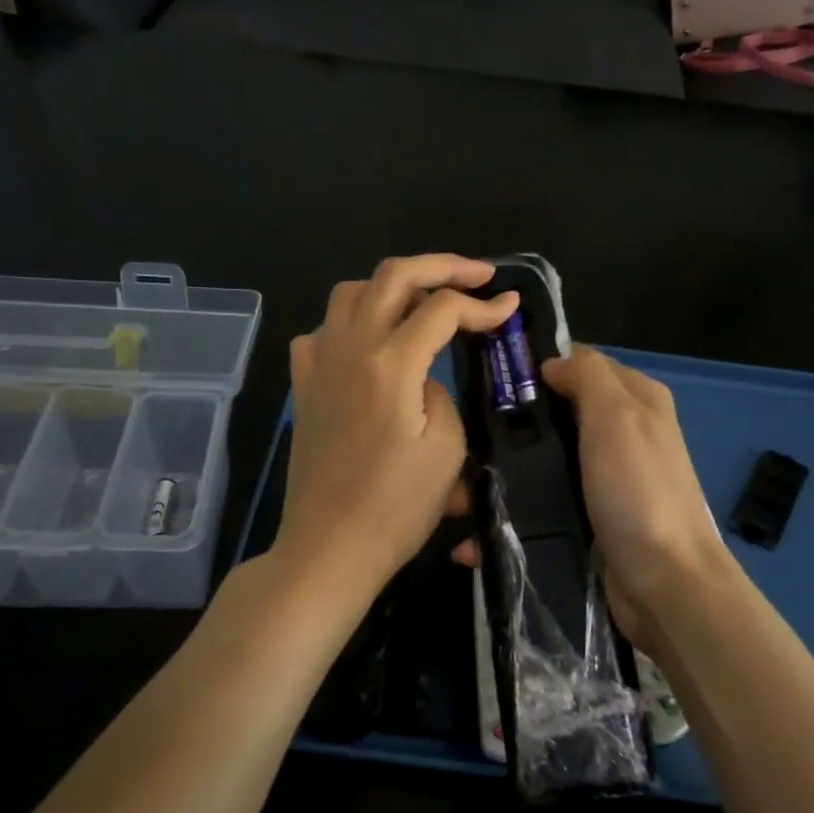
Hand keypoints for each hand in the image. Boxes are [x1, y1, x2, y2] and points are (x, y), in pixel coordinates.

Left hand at [274, 255, 518, 617]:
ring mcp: (319, 363)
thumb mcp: (446, 450)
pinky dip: (350, 321)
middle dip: (441, 265)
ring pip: (350, 292)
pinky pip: (321, 330)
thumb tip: (424, 376)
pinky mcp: (304, 385)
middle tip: (477, 274)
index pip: (441, 308)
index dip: (481, 304)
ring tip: (423, 299)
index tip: (509, 310)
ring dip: (391, 285)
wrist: (330, 546)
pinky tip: (368, 341)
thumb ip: (441, 394)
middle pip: (393, 276)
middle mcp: (349, 348)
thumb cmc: (395, 507)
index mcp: (390, 363)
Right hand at [453, 345, 732, 651]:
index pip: (580, 364)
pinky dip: (513, 517)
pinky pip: (544, 507)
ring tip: (458, 496)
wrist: (666, 585)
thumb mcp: (618, 417)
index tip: (489, 380)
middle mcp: (623, 434)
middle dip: (512, 427)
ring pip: (545, 463)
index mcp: (637, 399)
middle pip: (557, 414)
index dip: (538, 366)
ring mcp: (605, 480)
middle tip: (465, 441)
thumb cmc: (639, 491)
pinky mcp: (590, 520)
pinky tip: (477, 534)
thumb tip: (551, 363)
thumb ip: (587, 376)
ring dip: (504, 477)